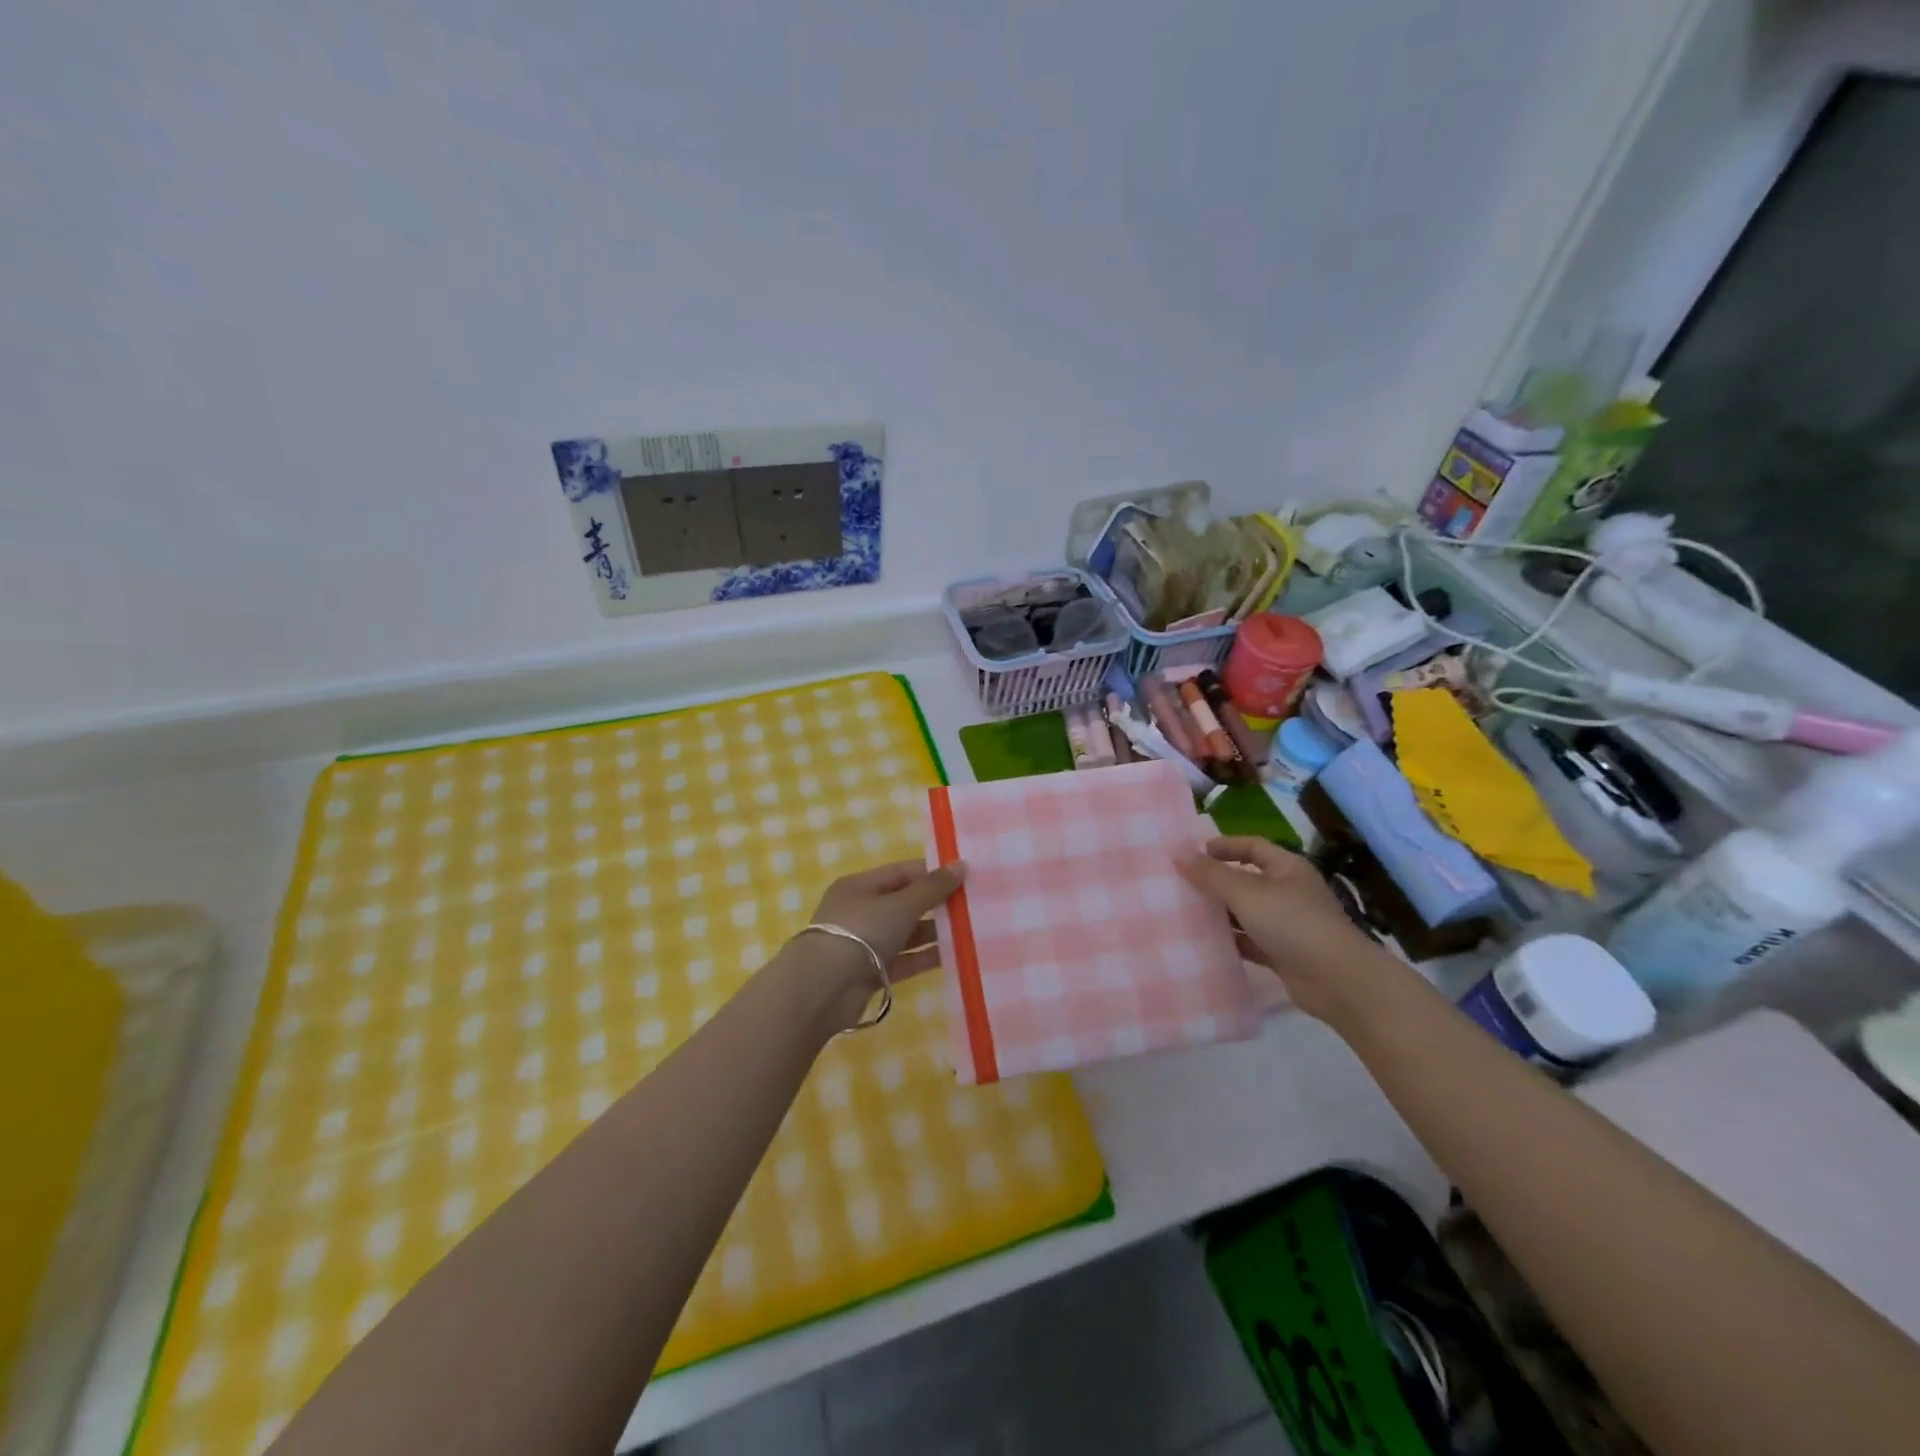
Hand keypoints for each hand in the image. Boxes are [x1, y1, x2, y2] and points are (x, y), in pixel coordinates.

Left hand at [789, 859, 967, 1029]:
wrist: (824, 988)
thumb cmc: (861, 932)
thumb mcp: (900, 905)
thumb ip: (932, 888)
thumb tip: (961, 865)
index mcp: (860, 886)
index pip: (902, 873)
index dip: (932, 873)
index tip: (965, 876)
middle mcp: (861, 912)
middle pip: (905, 903)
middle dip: (937, 904)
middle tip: (974, 903)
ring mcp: (866, 944)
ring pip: (907, 933)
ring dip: (935, 932)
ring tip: (971, 929)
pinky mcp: (872, 972)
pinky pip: (905, 960)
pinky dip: (926, 957)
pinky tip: (955, 955)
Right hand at [1176, 835, 1403, 1024]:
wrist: (1337, 980)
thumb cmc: (1292, 923)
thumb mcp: (1246, 893)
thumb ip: (1211, 874)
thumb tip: (1179, 853)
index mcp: (1287, 868)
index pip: (1252, 846)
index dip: (1224, 846)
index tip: (1193, 853)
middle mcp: (1288, 891)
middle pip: (1246, 879)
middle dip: (1215, 881)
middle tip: (1181, 883)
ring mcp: (1287, 924)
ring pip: (1246, 912)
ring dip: (1220, 912)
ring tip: (1184, 912)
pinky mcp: (1283, 953)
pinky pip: (1250, 940)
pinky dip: (1231, 939)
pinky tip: (1205, 942)